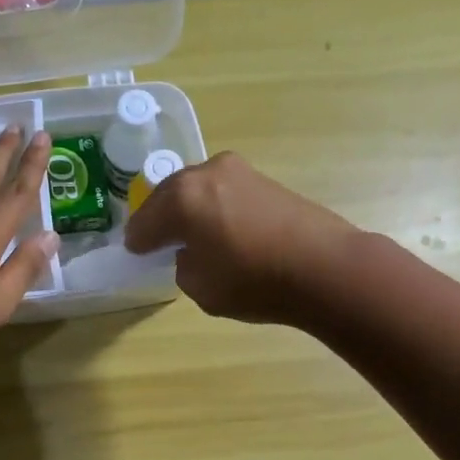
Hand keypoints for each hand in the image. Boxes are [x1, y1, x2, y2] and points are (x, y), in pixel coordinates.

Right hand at [122, 151, 356, 323]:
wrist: (325, 268)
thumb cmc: (254, 281)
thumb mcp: (201, 288)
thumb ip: (184, 265)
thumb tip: (193, 251)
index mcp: (182, 198)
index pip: (145, 221)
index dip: (137, 241)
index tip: (134, 252)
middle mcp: (205, 173)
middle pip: (169, 196)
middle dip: (160, 218)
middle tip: (156, 240)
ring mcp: (238, 172)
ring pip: (198, 190)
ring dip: (189, 210)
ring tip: (191, 235)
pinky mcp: (264, 179)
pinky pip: (223, 192)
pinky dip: (214, 208)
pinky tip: (222, 229)